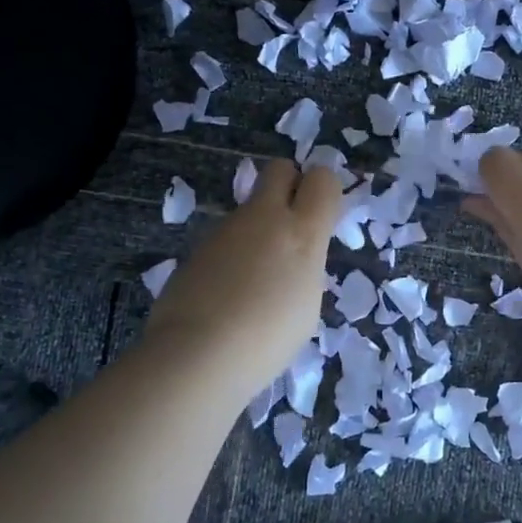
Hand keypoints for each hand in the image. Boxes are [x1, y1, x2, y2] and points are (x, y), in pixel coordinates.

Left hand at [144, 160, 341, 402]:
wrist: (198, 353)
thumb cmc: (268, 338)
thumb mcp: (306, 304)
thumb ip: (304, 267)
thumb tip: (292, 260)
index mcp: (302, 233)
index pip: (323, 179)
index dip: (324, 189)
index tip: (322, 214)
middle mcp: (264, 218)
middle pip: (279, 169)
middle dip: (288, 184)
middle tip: (290, 222)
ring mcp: (226, 229)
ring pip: (249, 209)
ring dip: (257, 228)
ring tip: (252, 279)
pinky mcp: (197, 246)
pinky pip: (225, 238)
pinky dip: (231, 255)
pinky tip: (225, 293)